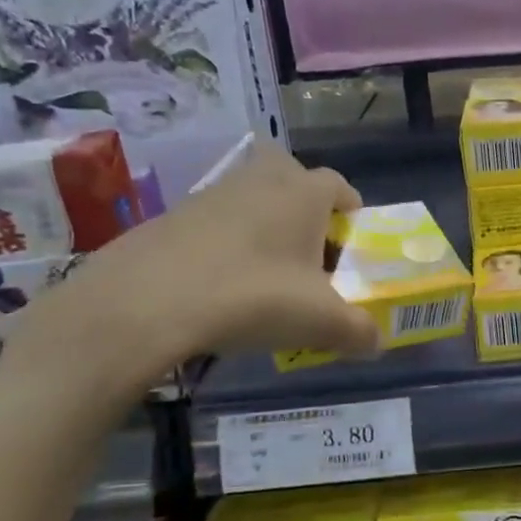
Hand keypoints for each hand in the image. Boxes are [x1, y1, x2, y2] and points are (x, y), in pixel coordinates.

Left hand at [14, 144, 378, 391]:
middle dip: (305, 208)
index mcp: (305, 193)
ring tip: (264, 277)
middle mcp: (261, 179)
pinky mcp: (173, 214)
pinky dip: (225, 244)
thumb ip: (359, 332)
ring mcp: (213, 192)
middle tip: (308, 252)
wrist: (144, 303)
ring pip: (252, 199)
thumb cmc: (252, 297)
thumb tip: (376, 342)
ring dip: (264, 227)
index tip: (351, 249)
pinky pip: (215, 222)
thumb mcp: (320, 323)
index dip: (352, 215)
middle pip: (293, 178)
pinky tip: (220, 287)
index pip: (342, 187)